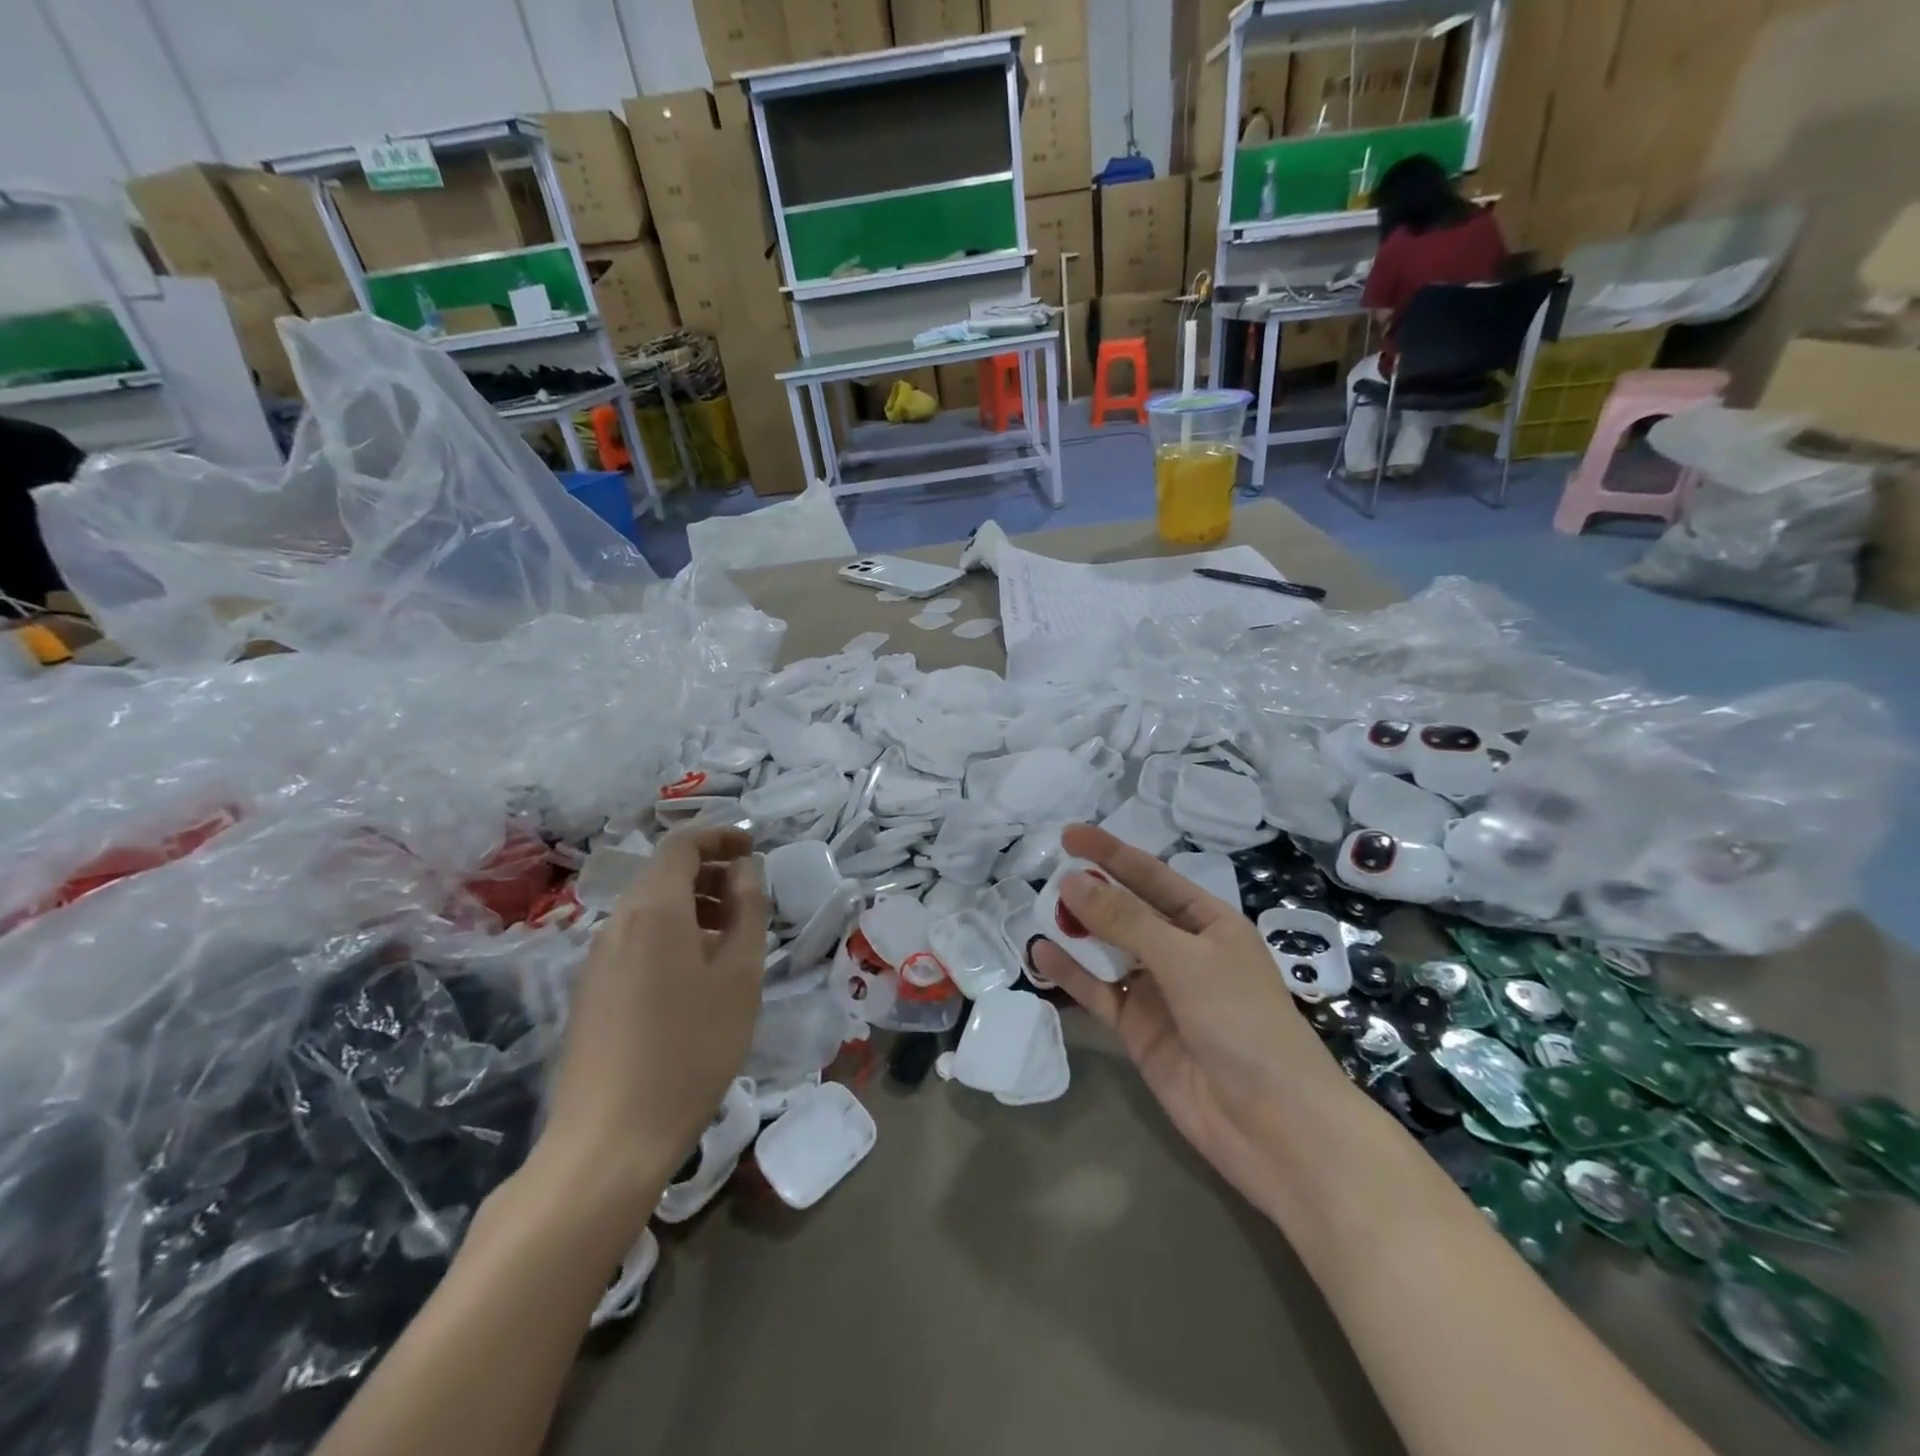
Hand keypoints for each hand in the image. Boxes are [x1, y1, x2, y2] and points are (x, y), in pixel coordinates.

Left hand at [534, 825, 766, 1217]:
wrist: (611, 1138)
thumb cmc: (691, 1048)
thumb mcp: (740, 975)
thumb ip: (747, 910)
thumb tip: (744, 870)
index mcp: (654, 909)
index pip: (682, 844)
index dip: (719, 835)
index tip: (752, 848)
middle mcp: (617, 922)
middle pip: (664, 874)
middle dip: (710, 872)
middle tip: (750, 896)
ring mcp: (597, 958)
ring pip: (650, 909)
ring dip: (693, 906)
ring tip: (732, 938)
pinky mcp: (591, 990)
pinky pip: (636, 939)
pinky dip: (672, 934)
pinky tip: (696, 975)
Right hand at [1031, 825, 1360, 1219]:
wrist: (1271, 1124)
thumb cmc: (1241, 1021)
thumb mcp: (1185, 959)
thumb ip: (1125, 920)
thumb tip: (1071, 881)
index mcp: (1208, 922)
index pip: (1152, 876)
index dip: (1111, 853)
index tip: (1069, 834)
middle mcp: (1181, 951)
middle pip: (1126, 911)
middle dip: (1090, 892)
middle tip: (1046, 874)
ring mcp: (1158, 991)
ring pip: (1107, 950)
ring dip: (1076, 931)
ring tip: (1036, 911)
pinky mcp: (1138, 1028)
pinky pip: (1098, 991)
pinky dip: (1071, 974)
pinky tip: (1041, 954)